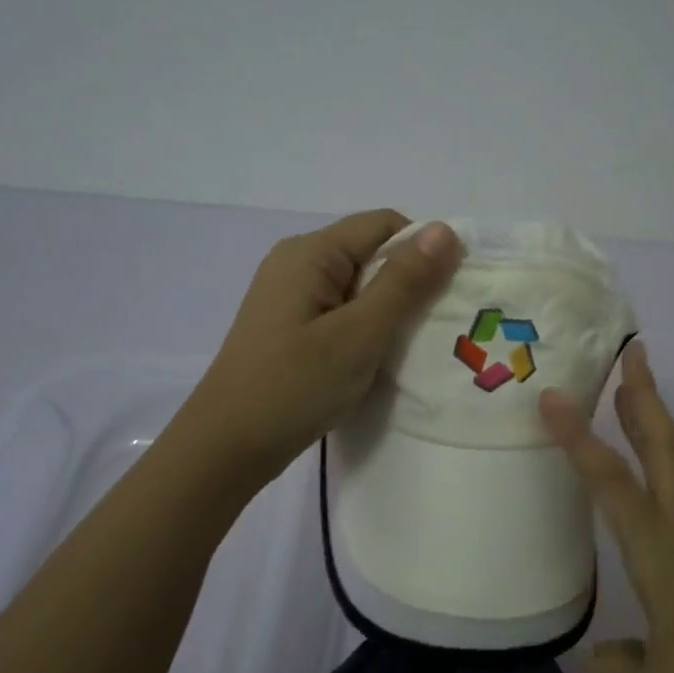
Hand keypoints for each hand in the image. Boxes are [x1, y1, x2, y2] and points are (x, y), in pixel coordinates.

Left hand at [187, 211, 460, 481]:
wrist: (226, 448)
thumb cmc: (295, 386)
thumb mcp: (360, 333)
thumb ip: (404, 281)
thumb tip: (445, 229)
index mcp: (311, 252)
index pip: (384, 224)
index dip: (423, 251)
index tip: (447, 294)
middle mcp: (297, 262)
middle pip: (370, 252)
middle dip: (407, 283)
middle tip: (433, 328)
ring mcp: (289, 296)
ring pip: (357, 285)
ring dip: (388, 310)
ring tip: (408, 348)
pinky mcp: (288, 326)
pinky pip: (340, 310)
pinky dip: (365, 327)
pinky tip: (374, 359)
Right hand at [540, 343, 673, 672]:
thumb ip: (608, 670)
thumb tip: (607, 648)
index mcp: (663, 558)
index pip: (614, 484)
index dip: (580, 439)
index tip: (552, 398)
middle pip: (665, 449)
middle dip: (646, 396)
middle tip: (632, 350)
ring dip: (651, 424)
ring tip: (627, 392)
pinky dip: (656, 465)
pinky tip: (640, 486)